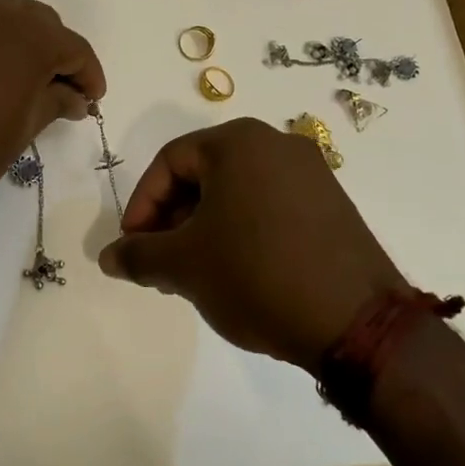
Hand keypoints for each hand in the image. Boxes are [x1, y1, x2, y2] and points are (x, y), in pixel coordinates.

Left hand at [0, 0, 105, 243]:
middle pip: (37, 22)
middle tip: (60, 90)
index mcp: (26, 35)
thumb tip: (73, 96)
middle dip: (54, 52)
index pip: (72, 47)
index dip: (88, 74)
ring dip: (17, 42)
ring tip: (20, 81)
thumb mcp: (20, 132)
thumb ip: (54, 102)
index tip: (92, 100)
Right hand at [98, 118, 405, 369]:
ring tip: (195, 274)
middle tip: (160, 263)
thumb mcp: (184, 265)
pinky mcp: (333, 205)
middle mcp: (277, 144)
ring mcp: (312, 173)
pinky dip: (242, 231)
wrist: (356, 323)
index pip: (169, 162)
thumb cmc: (255, 274)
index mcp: (239, 141)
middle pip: (204, 175)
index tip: (133, 247)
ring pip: (237, 192)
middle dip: (173, 220)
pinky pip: (270, 207)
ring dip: (205, 228)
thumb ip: (138, 255)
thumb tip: (108, 257)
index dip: (141, 205)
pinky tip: (237, 273)